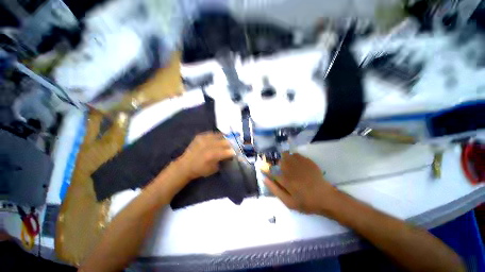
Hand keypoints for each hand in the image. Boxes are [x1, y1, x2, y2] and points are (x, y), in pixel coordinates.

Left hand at [177, 132, 234, 180]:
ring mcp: (204, 139)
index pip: (228, 151)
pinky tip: (219, 138)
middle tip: (232, 147)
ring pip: (220, 136)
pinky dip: (217, 135)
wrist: (185, 165)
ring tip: (226, 141)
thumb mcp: (214, 169)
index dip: (233, 152)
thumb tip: (230, 154)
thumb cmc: (200, 170)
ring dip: (225, 139)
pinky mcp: (200, 136)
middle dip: (231, 145)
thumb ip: (223, 160)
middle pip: (225, 142)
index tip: (235, 153)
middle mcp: (209, 145)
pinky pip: (212, 133)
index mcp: (212, 155)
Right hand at [264, 152, 338, 214]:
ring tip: (287, 165)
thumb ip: (275, 190)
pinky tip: (296, 163)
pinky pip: (296, 154)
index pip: (270, 171)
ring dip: (284, 159)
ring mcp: (300, 164)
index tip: (261, 166)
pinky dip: (293, 157)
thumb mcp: (288, 202)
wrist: (325, 198)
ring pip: (286, 155)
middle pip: (278, 160)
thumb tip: (264, 179)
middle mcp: (291, 169)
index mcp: (285, 179)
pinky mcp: (307, 161)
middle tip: (280, 170)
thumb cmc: (306, 202)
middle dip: (276, 164)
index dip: (265, 168)